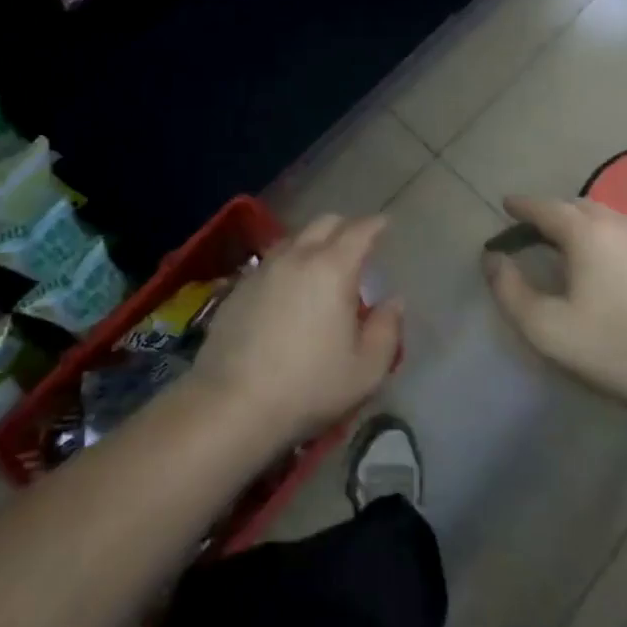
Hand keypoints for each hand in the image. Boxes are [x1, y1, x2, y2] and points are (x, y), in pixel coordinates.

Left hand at [190, 214, 401, 446]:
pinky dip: (288, 263)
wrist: (233, 403)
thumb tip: (393, 302)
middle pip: (324, 223)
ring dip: (313, 242)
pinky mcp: (238, 286)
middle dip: (345, 227)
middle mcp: (297, 257)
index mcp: (333, 269)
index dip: (376, 225)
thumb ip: (386, 330)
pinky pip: (271, 260)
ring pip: (294, 238)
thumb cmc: (309, 386)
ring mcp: (263, 269)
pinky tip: (289, 287)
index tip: (385, 225)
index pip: (359, 231)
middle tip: (356, 246)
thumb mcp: (365, 370)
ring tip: (322, 265)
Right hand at [483, 195, 626, 414]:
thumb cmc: (614, 349)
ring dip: (589, 225)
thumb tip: (492, 259)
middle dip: (555, 212)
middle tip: (539, 229)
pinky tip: (622, 269)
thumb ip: (509, 290)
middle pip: (581, 206)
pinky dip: (620, 243)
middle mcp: (623, 226)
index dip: (522, 205)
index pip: (546, 208)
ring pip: (615, 220)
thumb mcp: (546, 328)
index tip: (507, 204)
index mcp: (587, 234)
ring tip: (578, 245)